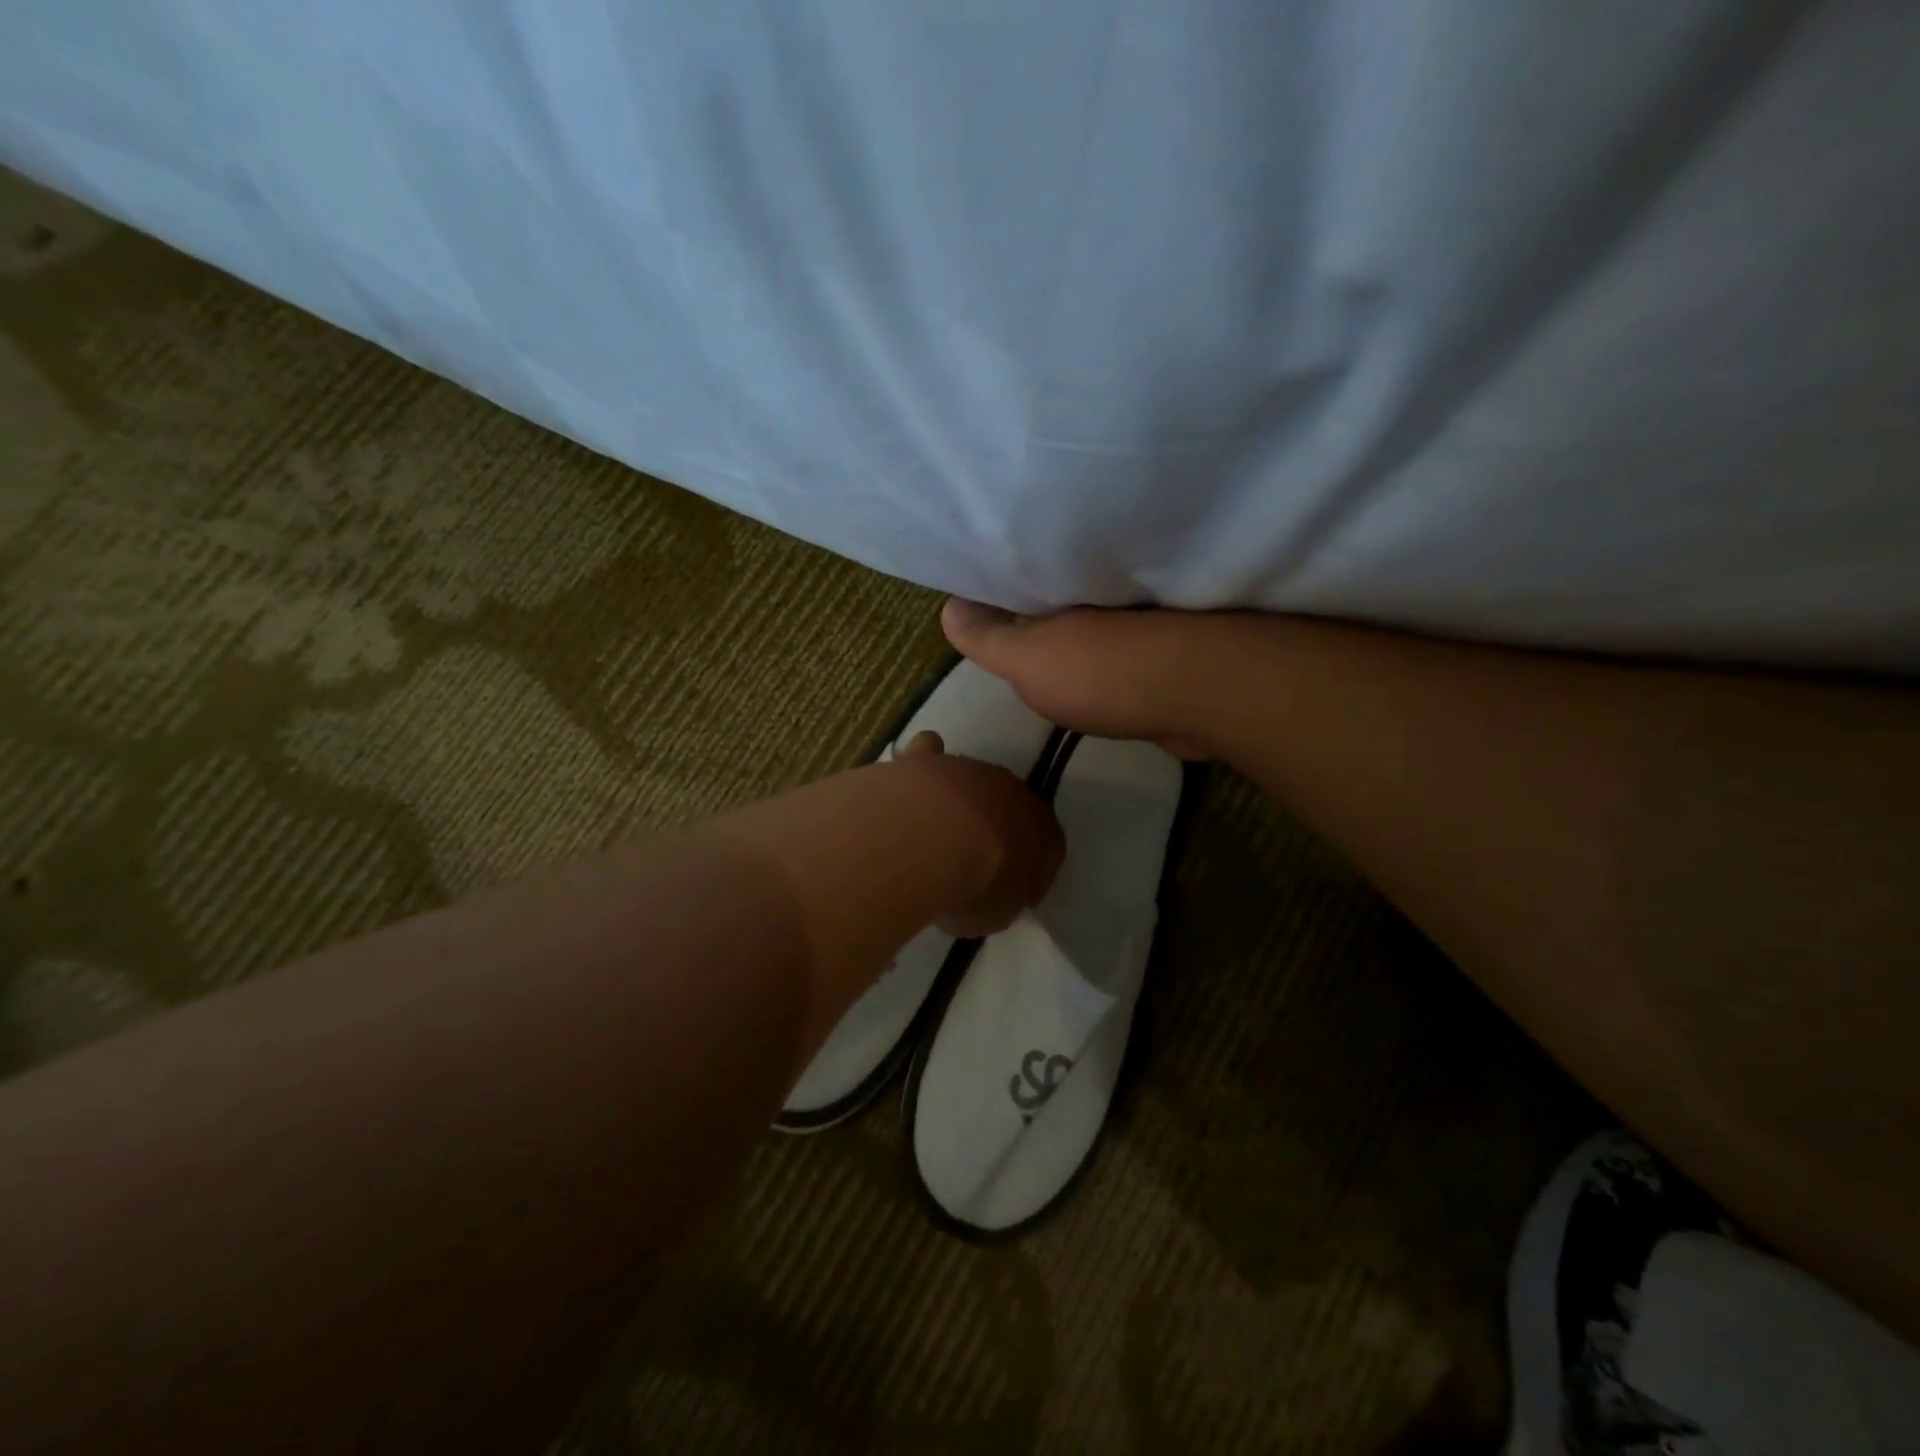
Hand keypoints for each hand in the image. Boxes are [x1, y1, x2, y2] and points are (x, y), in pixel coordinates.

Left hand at [896, 731, 1063, 937]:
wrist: (931, 839)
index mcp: (1043, 831)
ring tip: (931, 833)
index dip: (1032, 866)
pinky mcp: (926, 758)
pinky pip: (928, 753)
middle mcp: (1012, 791)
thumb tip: (990, 897)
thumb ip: (1000, 902)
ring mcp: (969, 768)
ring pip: (969, 780)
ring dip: (957, 802)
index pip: (1049, 844)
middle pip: (1008, 805)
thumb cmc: (975, 886)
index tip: (1012, 887)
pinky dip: (922, 766)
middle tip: (970, 857)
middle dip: (995, 826)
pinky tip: (910, 785)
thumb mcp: (996, 915)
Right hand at [940, 598, 1219, 758]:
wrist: (1197, 697)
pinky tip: (1098, 678)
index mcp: (1065, 591)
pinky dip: (1110, 661)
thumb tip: (946, 607)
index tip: (978, 594)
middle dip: (1038, 610)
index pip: (1023, 579)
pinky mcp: (1165, 657)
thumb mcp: (1027, 659)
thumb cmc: (1100, 672)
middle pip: (1060, 601)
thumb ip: (989, 638)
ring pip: (1095, 628)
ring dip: (1078, 637)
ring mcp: (1138, 626)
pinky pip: (1125, 653)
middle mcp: (1102, 599)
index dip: (1000, 587)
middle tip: (1007, 626)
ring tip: (1045, 652)